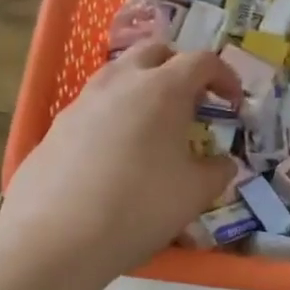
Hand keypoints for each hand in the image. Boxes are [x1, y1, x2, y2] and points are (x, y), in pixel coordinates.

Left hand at [0, 42, 240, 278]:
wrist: (56, 237)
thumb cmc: (139, 207)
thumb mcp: (195, 193)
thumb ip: (217, 171)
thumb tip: (223, 163)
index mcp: (163, 88)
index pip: (202, 61)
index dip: (225, 77)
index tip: (233, 103)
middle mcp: (121, 82)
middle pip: (155, 52)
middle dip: (179, 68)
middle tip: (192, 102)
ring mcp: (83, 100)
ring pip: (119, 74)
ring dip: (142, 87)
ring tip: (153, 125)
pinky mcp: (57, 125)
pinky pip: (94, 105)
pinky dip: (114, 114)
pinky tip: (115, 153)